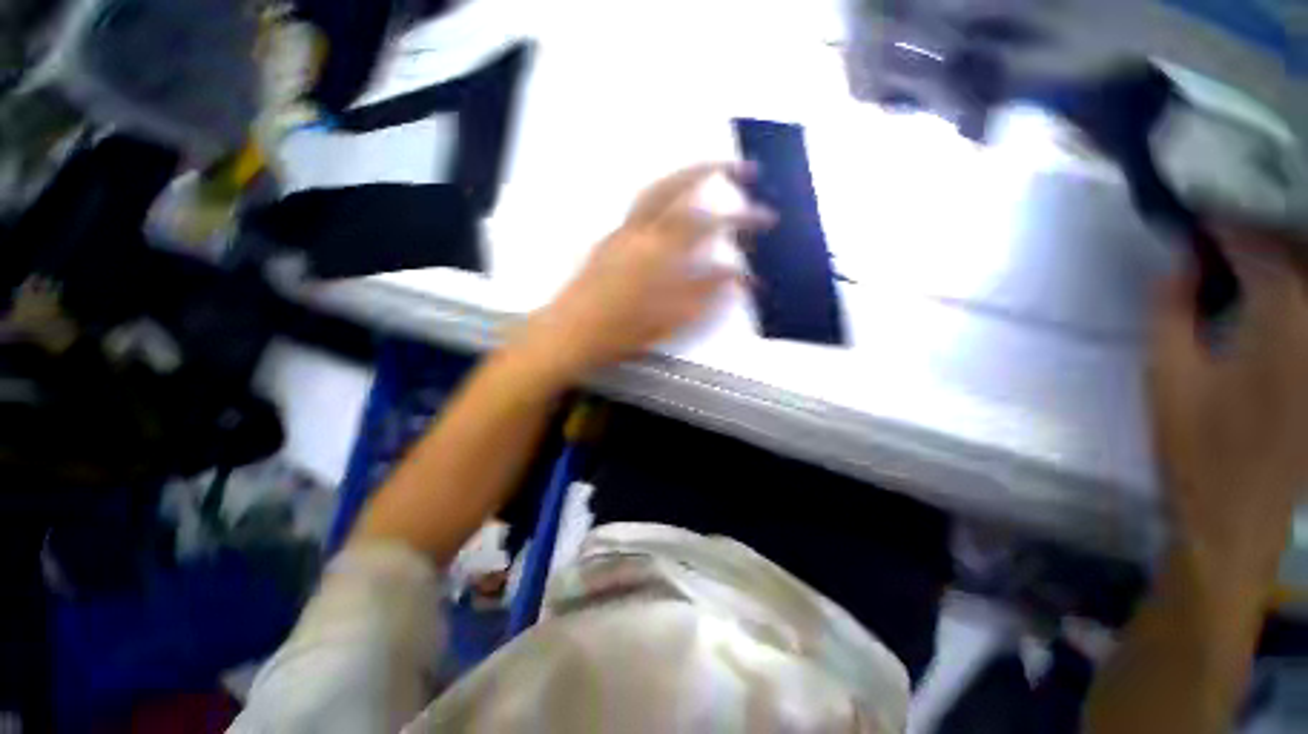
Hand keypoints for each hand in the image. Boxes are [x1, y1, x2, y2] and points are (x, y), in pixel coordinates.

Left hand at [517, 162, 773, 376]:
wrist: (569, 333)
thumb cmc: (620, 332)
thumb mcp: (671, 320)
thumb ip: (706, 293)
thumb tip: (738, 276)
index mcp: (659, 252)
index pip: (712, 225)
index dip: (743, 220)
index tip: (768, 220)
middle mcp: (641, 231)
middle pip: (680, 186)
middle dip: (715, 170)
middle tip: (742, 168)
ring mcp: (622, 232)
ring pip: (657, 189)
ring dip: (686, 175)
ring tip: (710, 172)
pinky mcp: (609, 239)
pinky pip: (640, 205)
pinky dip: (663, 194)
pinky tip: (672, 206)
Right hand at [1149, 227, 1307, 580]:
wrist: (1240, 516)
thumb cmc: (1197, 447)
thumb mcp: (1167, 376)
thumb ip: (1171, 311)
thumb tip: (1181, 263)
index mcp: (1283, 318)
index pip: (1257, 245)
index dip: (1224, 226)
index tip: (1196, 222)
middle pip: (1298, 253)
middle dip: (1259, 237)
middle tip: (1221, 238)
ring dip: (1283, 261)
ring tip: (1247, 262)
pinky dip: (1295, 296)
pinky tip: (1273, 303)